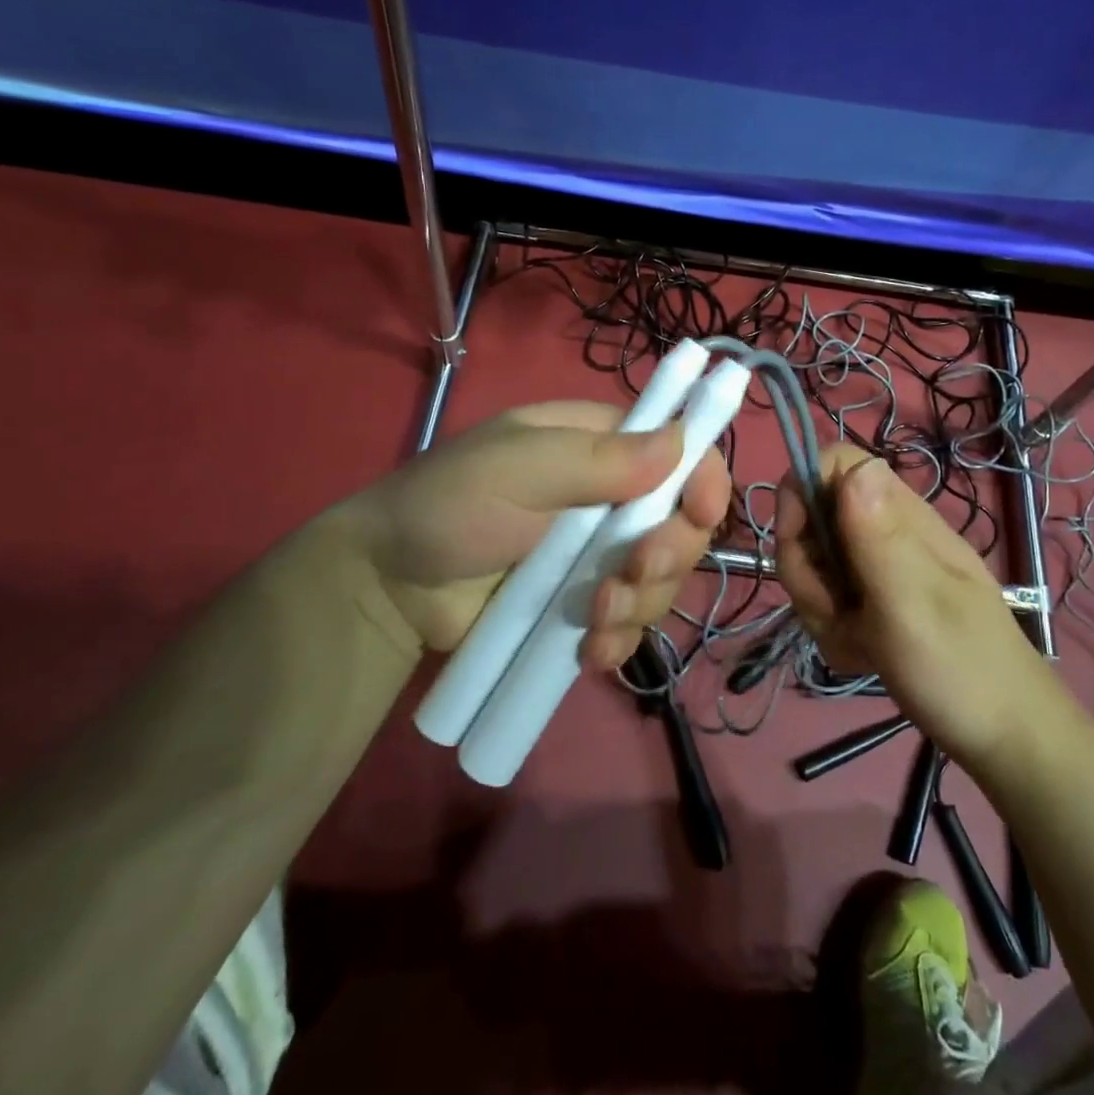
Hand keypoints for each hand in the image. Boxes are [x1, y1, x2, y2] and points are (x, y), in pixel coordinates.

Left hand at [333, 401, 729, 668]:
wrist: (390, 592)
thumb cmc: (447, 508)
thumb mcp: (514, 469)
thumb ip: (595, 458)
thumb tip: (679, 442)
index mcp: (598, 446)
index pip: (680, 450)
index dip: (702, 479)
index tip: (700, 514)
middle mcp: (612, 497)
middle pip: (683, 522)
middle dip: (667, 554)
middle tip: (630, 573)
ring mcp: (601, 555)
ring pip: (663, 579)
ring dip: (640, 603)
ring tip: (593, 618)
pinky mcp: (588, 605)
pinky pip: (632, 623)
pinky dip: (620, 640)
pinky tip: (590, 652)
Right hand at [777, 445, 1062, 772]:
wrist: (1004, 737)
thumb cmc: (961, 668)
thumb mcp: (913, 603)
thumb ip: (879, 537)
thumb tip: (856, 465)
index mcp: (900, 516)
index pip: (834, 463)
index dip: (801, 491)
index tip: (798, 544)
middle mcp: (886, 531)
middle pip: (813, 518)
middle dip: (807, 569)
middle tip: (834, 611)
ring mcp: (881, 568)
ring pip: (816, 565)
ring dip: (821, 607)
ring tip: (858, 643)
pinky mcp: (877, 603)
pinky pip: (830, 602)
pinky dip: (836, 632)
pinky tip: (865, 656)